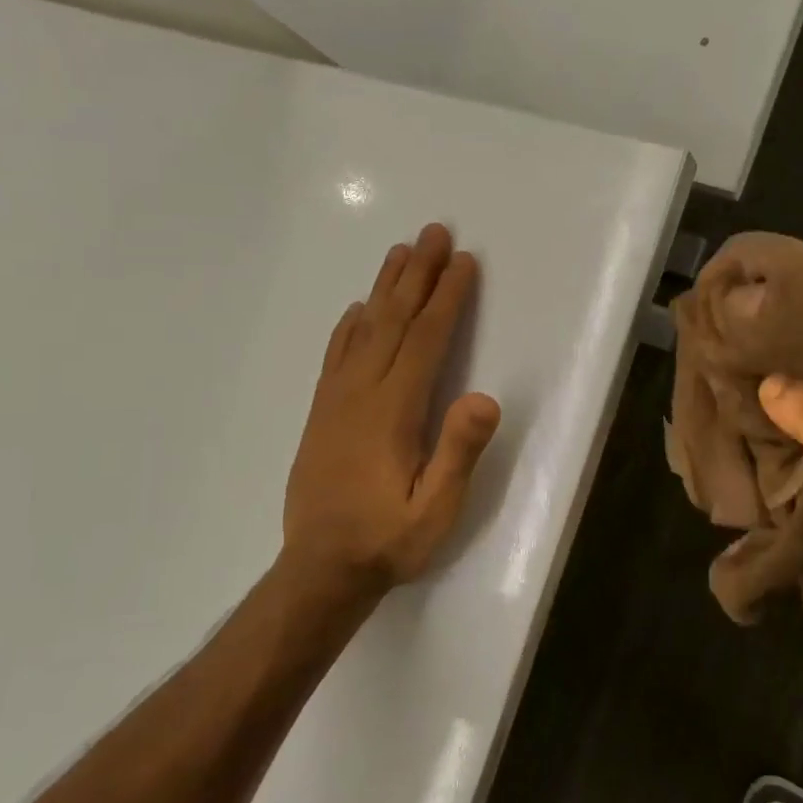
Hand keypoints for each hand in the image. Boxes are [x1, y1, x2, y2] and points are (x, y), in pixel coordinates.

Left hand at [283, 225, 501, 594]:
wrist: (320, 570)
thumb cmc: (388, 540)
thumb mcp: (436, 509)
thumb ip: (458, 452)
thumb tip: (482, 396)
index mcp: (393, 411)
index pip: (425, 340)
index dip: (447, 298)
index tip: (464, 262)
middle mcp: (361, 393)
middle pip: (393, 320)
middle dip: (417, 274)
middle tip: (433, 232)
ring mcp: (336, 401)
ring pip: (363, 330)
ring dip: (385, 288)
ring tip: (401, 252)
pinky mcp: (322, 414)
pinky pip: (336, 356)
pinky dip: (349, 326)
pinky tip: (358, 310)